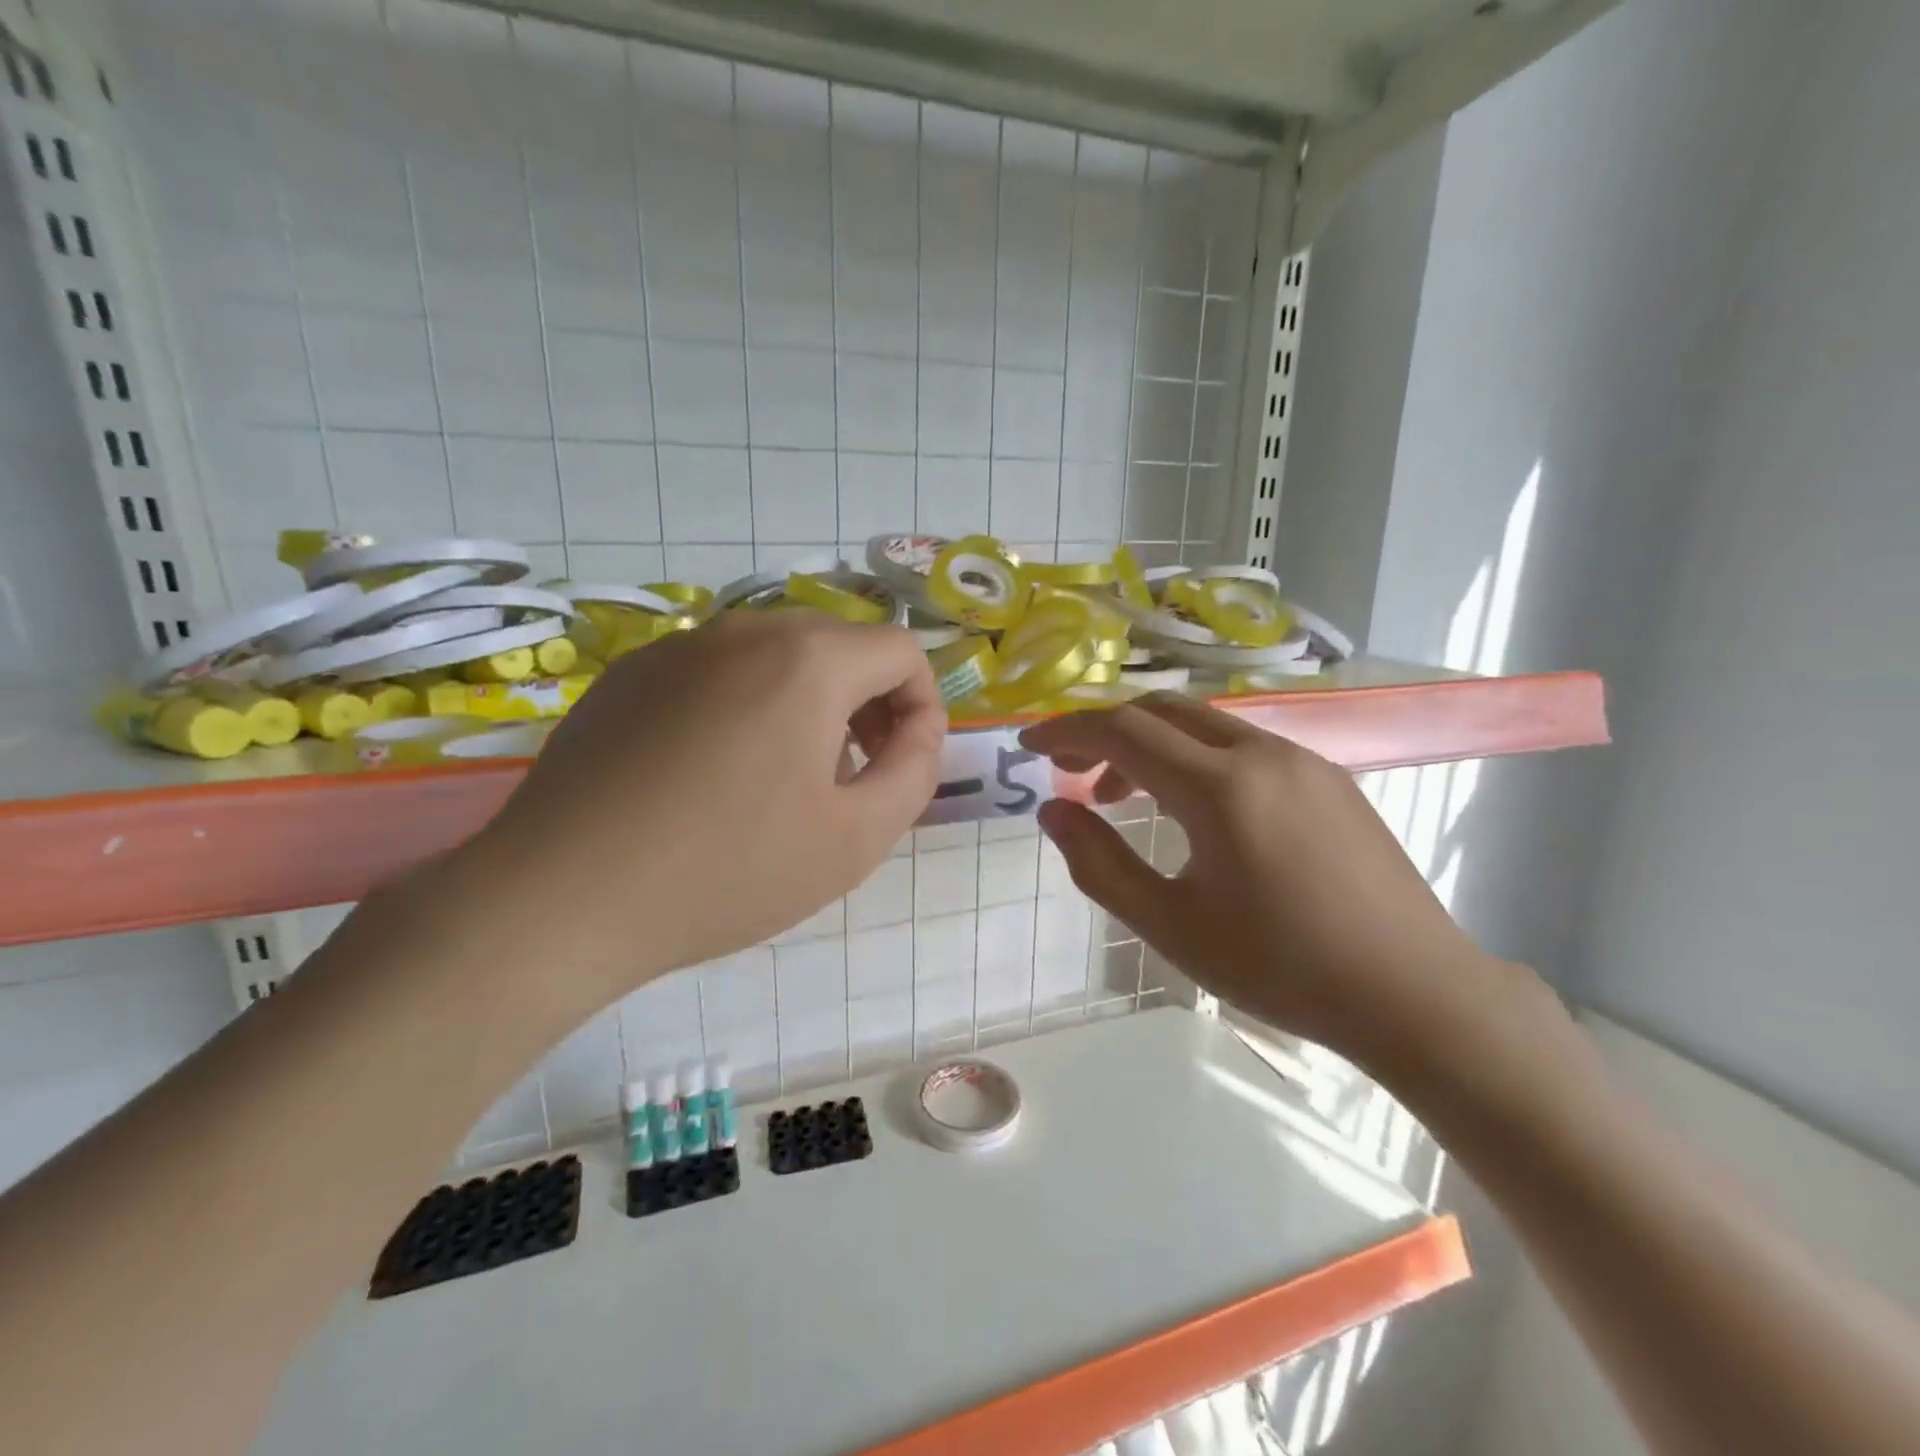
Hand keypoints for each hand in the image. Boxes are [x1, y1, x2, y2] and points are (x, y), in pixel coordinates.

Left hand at [464, 611, 943, 1010]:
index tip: (905, 762)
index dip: (923, 704)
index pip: (901, 650)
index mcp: (807, 659)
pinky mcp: (629, 674)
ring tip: (791, 776)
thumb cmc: (728, 871)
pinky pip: (718, 671)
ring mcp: (678, 647)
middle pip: (840, 644)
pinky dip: (748, 704)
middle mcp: (744, 630)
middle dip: (869, 701)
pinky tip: (718, 773)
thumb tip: (918, 729)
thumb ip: (914, 771)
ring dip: (810, 702)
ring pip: (778, 655)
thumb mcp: (856, 838)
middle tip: (857, 772)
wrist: (561, 897)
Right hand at [1020, 694, 1519, 1069]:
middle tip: (1075, 774)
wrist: (1413, 992)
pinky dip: (1197, 756)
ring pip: (1205, 724)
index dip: (1067, 732)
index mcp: (1220, 787)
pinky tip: (1197, 809)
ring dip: (1153, 745)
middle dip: (1107, 731)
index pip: (1122, 731)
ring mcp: (1303, 760)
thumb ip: (1100, 864)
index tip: (1030, 748)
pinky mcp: (1329, 777)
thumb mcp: (1171, 925)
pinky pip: (1243, 743)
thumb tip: (1053, 812)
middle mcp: (1262, 753)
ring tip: (1129, 798)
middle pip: (1162, 710)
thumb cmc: (1280, 967)